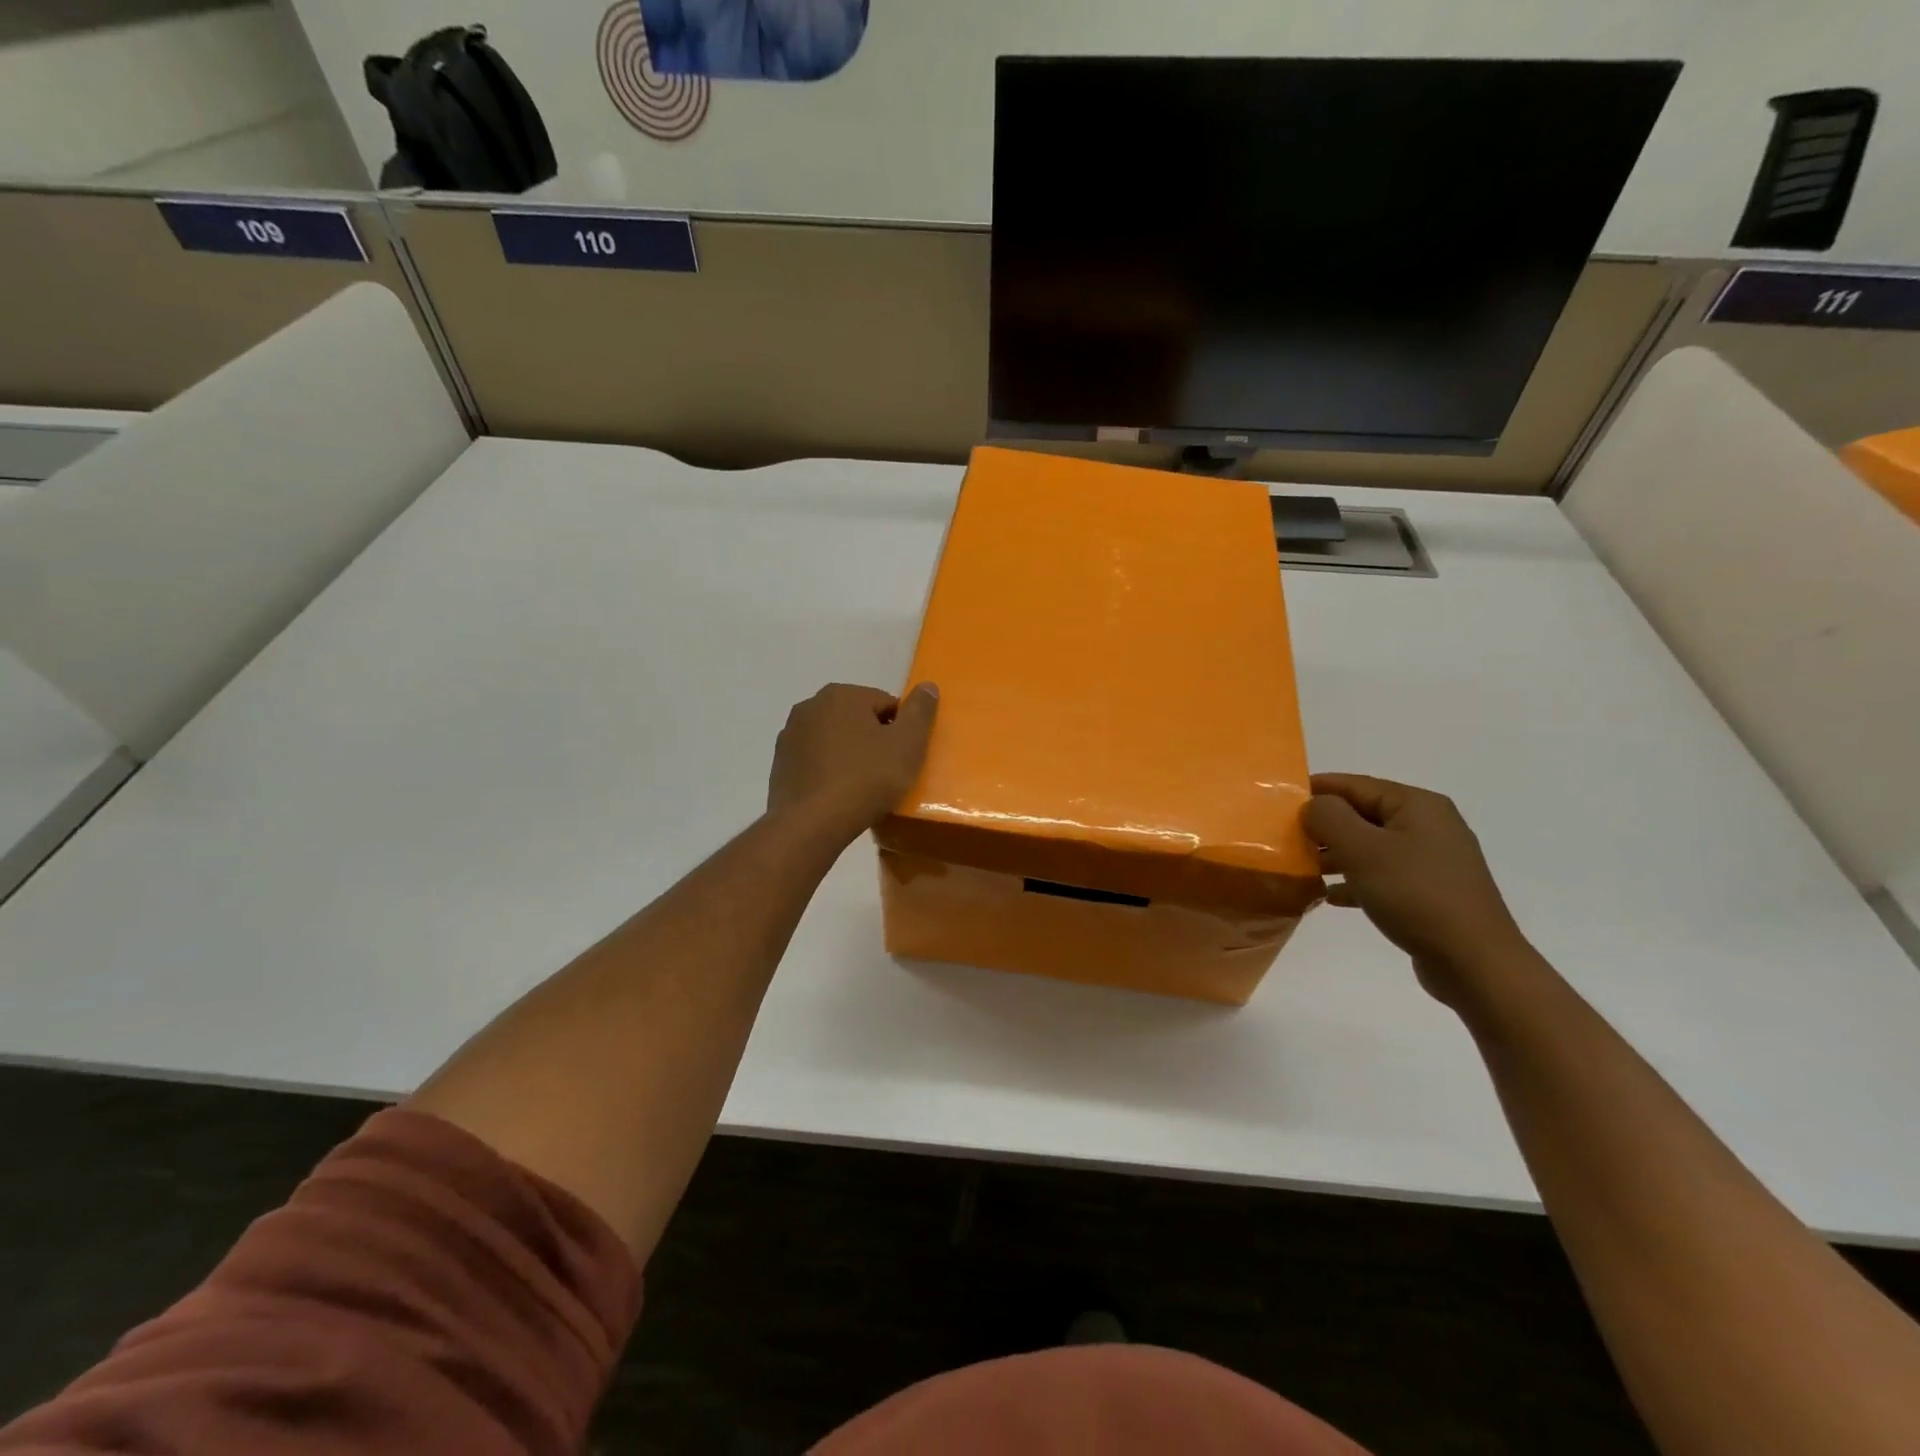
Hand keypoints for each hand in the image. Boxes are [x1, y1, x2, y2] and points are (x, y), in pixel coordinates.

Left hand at [768, 682, 939, 841]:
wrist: (810, 824)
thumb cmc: (865, 779)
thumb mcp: (907, 744)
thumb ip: (921, 711)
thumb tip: (928, 686)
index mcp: (842, 694)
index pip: (886, 704)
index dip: (901, 731)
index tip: (904, 758)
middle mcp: (810, 705)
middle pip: (858, 719)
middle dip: (874, 741)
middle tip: (887, 773)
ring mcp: (790, 735)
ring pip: (834, 739)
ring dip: (850, 755)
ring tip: (862, 788)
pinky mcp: (779, 764)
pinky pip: (816, 760)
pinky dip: (829, 771)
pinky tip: (838, 795)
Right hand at [1304, 773, 1533, 1003]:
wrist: (1474, 962)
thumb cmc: (1414, 894)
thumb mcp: (1362, 849)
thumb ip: (1328, 817)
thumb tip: (1312, 806)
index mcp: (1417, 805)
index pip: (1355, 784)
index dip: (1316, 789)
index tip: (1279, 800)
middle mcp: (1428, 825)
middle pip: (1363, 814)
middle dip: (1324, 825)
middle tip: (1285, 837)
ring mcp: (1432, 860)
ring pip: (1371, 846)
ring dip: (1335, 855)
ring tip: (1302, 868)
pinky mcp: (1430, 892)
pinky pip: (1383, 875)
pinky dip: (1355, 880)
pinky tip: (1330, 896)